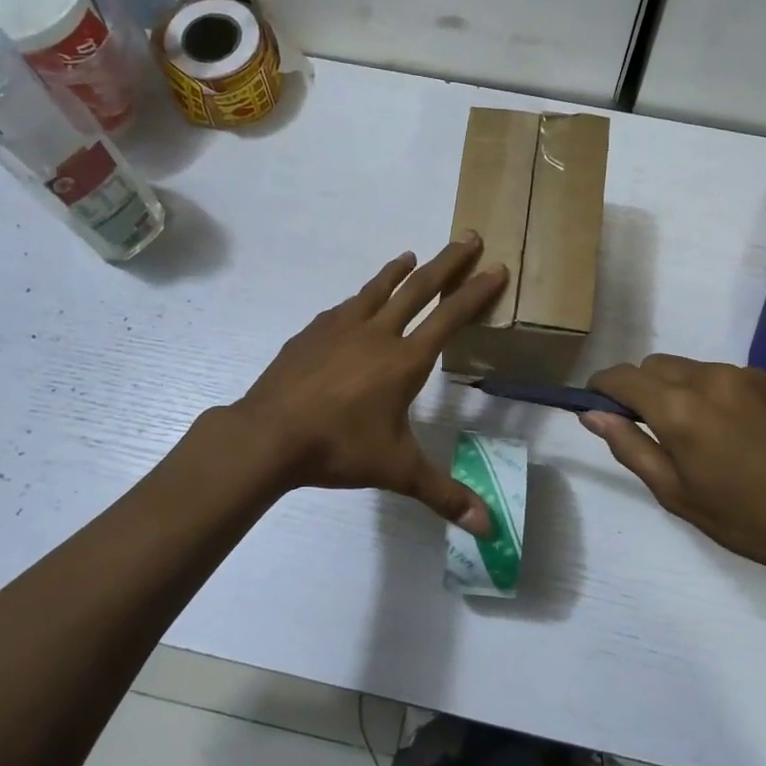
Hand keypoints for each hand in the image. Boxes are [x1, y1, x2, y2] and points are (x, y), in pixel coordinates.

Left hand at [233, 237, 507, 534]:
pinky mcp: (310, 333)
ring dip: (398, 271)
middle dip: (448, 262)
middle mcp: (376, 333)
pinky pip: (343, 307)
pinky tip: (356, 302)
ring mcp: (339, 328)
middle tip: (468, 237)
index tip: (496, 268)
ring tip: (411, 256)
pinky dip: (359, 297)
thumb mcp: (397, 471)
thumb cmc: (339, 448)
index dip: (477, 292)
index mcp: (404, 360)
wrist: (269, 435)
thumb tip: (487, 528)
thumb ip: (444, 494)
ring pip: (376, 289)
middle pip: (419, 288)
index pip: (450, 317)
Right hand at [582, 355, 765, 600]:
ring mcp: (748, 375)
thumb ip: (630, 447)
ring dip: (679, 391)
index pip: (622, 376)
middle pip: (655, 365)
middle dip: (641, 388)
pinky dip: (714, 395)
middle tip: (651, 431)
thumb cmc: (750, 520)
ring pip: (692, 369)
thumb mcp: (677, 493)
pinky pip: (727, 378)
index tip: (597, 406)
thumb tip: (593, 414)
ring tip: (699, 437)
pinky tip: (737, 435)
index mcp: (680, 407)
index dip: (602, 387)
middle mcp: (710, 377)